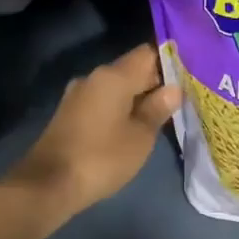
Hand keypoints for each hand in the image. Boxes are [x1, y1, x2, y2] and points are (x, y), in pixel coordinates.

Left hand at [5, 44, 180, 231]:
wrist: (48, 185)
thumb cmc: (102, 158)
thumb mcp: (140, 137)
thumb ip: (158, 109)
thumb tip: (173, 89)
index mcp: (113, 76)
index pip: (148, 53)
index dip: (171, 60)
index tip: (190, 75)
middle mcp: (94, 77)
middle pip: (132, 69)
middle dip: (156, 82)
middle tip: (183, 99)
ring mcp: (78, 95)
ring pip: (117, 88)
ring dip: (138, 98)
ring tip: (162, 114)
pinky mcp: (70, 114)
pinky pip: (104, 102)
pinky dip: (121, 109)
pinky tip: (134, 126)